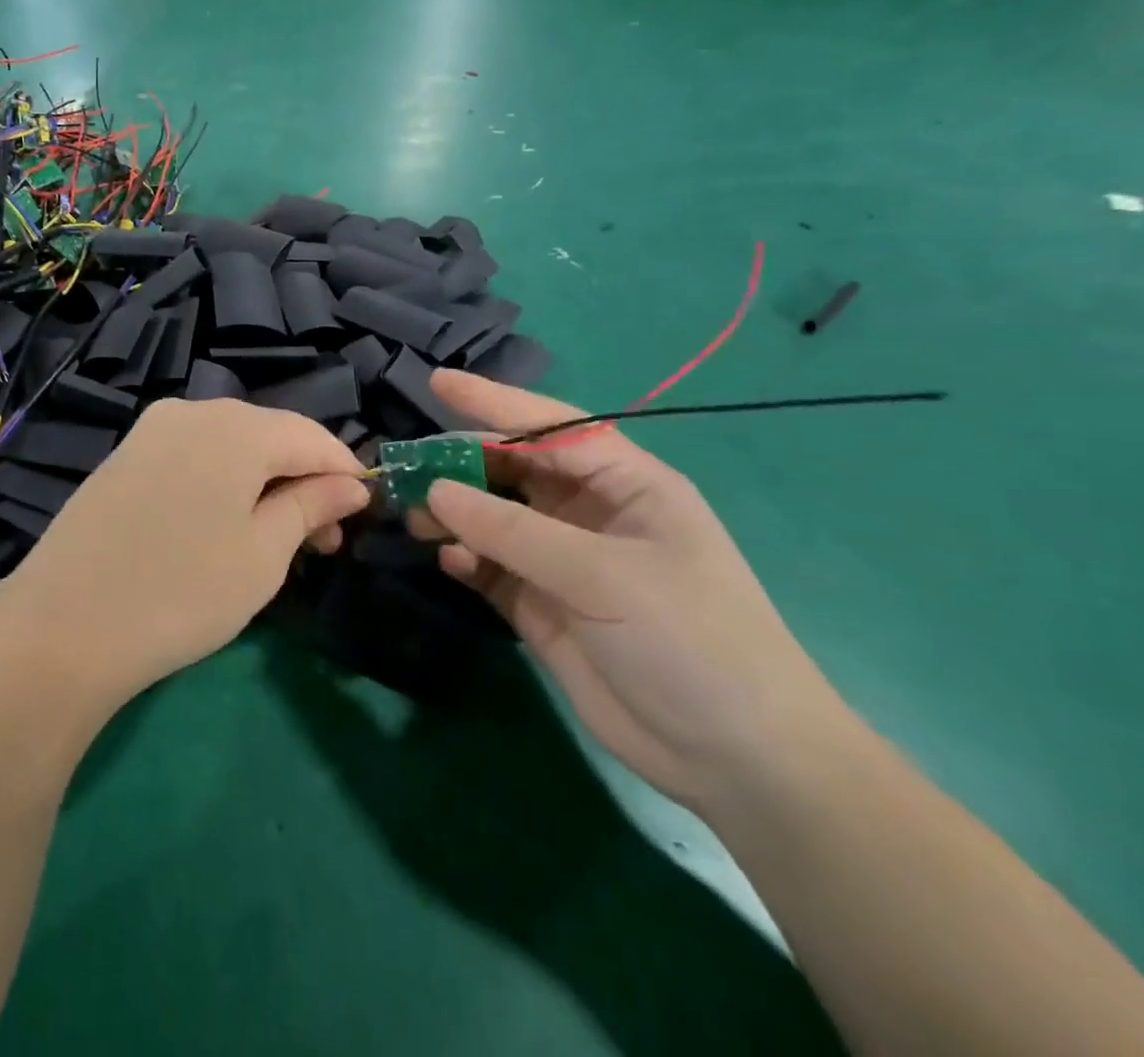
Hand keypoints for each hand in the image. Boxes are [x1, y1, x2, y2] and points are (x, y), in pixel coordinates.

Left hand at [0, 398, 370, 706]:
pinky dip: (221, 482)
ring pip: (229, 446)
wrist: (63, 624)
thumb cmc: (183, 591)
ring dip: (263, 483)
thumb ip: (311, 506)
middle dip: (303, 480)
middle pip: (269, 436)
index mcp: (236, 426)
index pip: (311, 436)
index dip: (345, 471)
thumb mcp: (263, 553)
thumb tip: (351, 483)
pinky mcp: (123, 457)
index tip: (365, 513)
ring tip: (277, 538)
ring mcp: (150, 431)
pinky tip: (222, 524)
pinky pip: (191, 457)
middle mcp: (192, 411)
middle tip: (323, 542)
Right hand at [415, 369, 845, 811]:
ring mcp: (564, 562)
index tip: (438, 383)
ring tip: (414, 516)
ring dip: (455, 513)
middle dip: (462, 462)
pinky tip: (449, 560)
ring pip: (494, 518)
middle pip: (514, 470)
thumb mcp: (604, 575)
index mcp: (627, 485)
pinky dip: (466, 559)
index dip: (494, 402)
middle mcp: (591, 514)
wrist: (736, 761)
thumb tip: (435, 490)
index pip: (551, 428)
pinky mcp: (543, 606)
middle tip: (406, 464)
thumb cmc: (690, 640)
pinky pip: (491, 567)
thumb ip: (512, 530)